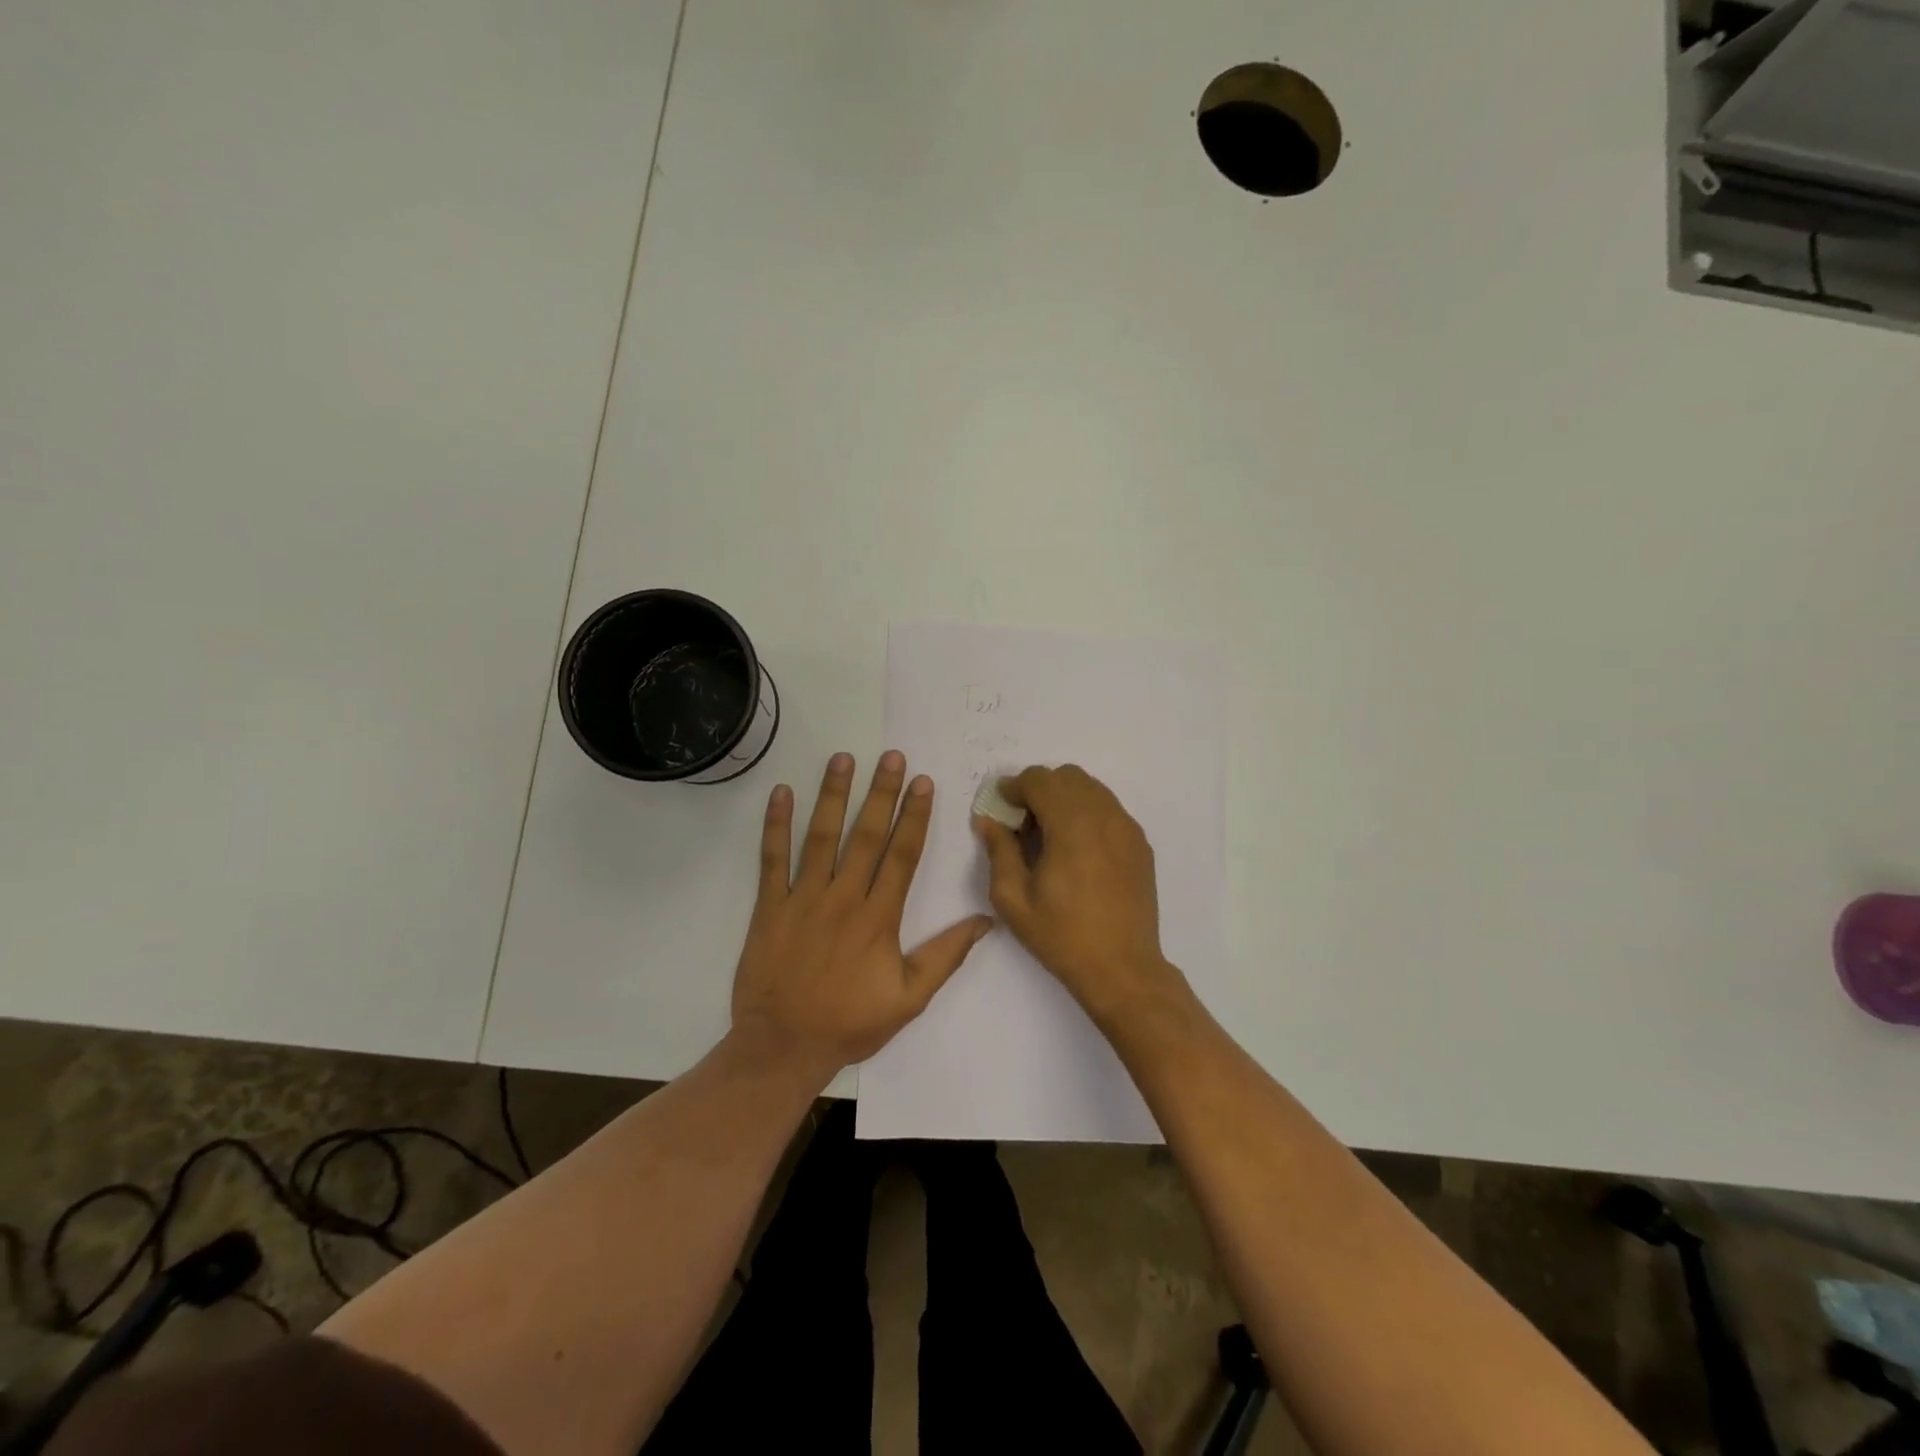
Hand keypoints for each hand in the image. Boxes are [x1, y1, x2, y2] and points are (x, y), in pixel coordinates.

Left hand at [731, 751, 991, 1081]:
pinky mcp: (770, 907)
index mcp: (879, 918)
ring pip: (821, 837)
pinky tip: (783, 792)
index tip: (923, 783)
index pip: (902, 855)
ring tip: (844, 758)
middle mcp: (843, 898)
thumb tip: (986, 920)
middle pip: (866, 836)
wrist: (782, 1047)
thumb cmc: (849, 1024)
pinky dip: (776, 825)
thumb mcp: (909, 998)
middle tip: (891, 756)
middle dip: (881, 793)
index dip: (914, 816)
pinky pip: (772, 859)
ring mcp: (803, 899)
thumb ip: (946, 956)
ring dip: (834, 795)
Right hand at [974, 765, 1189, 1030]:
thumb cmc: (1061, 936)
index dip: (1015, 787)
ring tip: (1050, 835)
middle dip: (1039, 789)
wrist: (1122, 968)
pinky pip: (1109, 808)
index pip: (1040, 780)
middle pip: (1067, 776)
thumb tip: (988, 820)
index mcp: (1072, 825)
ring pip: (1091, 788)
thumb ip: (999, 850)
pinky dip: (1087, 812)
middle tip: (1023, 823)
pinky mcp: (1140, 843)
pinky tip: (1076, 848)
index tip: (1001, 807)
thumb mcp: (1013, 899)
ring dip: (1064, 798)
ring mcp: (1127, 828)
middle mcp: (1104, 816)